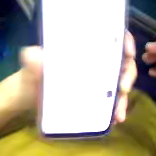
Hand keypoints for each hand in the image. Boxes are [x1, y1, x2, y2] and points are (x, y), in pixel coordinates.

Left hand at [16, 30, 137, 123]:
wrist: (27, 98)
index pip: (111, 36)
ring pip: (119, 85)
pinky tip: (115, 119)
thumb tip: (33, 56)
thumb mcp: (31, 64)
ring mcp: (97, 82)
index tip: (128, 52)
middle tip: (123, 88)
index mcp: (85, 47)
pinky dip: (116, 111)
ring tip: (119, 113)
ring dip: (124, 98)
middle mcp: (96, 62)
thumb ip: (31, 59)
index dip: (125, 41)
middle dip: (128, 74)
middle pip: (122, 62)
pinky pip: (111, 103)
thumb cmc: (32, 75)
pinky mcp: (95, 99)